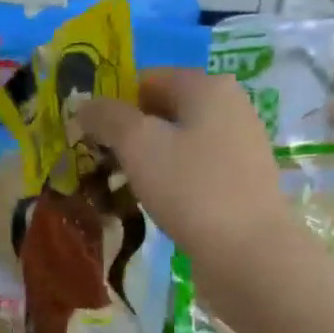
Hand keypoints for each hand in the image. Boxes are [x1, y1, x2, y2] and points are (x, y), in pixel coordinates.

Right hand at [76, 68, 295, 280]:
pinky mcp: (241, 184)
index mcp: (208, 86)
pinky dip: (171, 183)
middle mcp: (230, 108)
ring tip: (121, 189)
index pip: (147, 79)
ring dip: (148, 162)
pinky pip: (194, 172)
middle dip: (129, 135)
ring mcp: (239, 148)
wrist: (249, 253)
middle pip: (164, 111)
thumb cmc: (192, 188)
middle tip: (100, 165)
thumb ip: (107, 118)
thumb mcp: (138, 145)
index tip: (88, 136)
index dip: (114, 103)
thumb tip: (83, 104)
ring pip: (179, 144)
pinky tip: (156, 206)